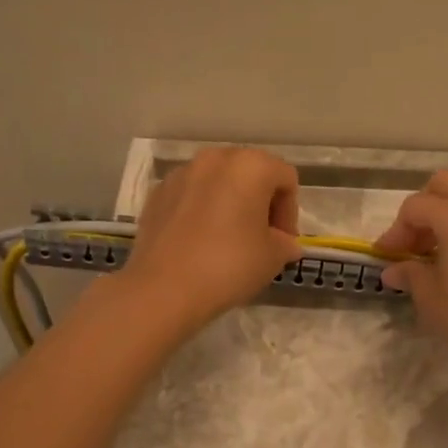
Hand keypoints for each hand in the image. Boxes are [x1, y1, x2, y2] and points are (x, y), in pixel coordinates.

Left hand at [120, 147, 302, 330]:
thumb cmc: (229, 265)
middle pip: (250, 173)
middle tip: (261, 237)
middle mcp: (215, 159)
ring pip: (218, 182)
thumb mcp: (273, 257)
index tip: (283, 242)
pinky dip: (202, 210)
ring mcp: (181, 173)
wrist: (164, 289)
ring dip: (230, 204)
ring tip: (229, 239)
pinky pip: (191, 195)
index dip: (290, 212)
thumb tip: (284, 243)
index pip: (285, 179)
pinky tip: (200, 242)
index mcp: (250, 166)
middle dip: (260, 202)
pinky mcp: (157, 193)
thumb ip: (285, 243)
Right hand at [375, 172, 447, 376]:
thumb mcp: (430, 297)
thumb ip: (410, 273)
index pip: (415, 207)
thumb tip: (394, 270)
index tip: (386, 257)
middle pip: (444, 186)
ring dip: (447, 218)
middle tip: (413, 244)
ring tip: (435, 255)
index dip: (395, 231)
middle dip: (423, 209)